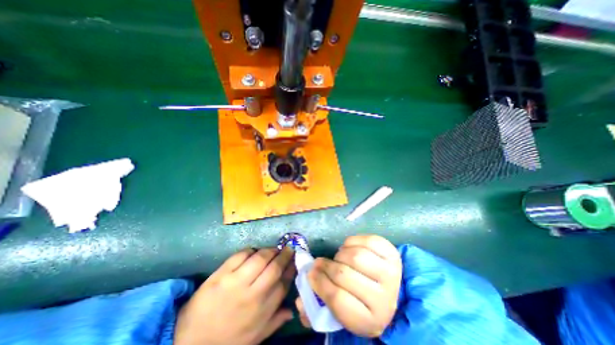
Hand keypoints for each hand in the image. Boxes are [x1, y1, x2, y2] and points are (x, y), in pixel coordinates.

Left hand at [174, 248, 296, 344]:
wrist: (189, 342)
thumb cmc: (227, 340)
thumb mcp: (255, 337)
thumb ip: (275, 321)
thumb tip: (292, 309)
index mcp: (262, 310)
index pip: (284, 283)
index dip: (291, 268)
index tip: (295, 260)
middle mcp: (252, 294)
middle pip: (274, 267)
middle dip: (284, 254)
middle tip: (288, 248)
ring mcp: (236, 282)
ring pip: (260, 258)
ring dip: (270, 250)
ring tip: (273, 249)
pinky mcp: (221, 274)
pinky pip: (241, 255)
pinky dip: (251, 250)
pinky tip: (254, 252)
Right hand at [297, 234, 403, 335]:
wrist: (387, 288)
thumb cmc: (359, 299)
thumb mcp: (341, 311)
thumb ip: (318, 306)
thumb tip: (299, 300)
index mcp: (369, 320)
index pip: (337, 300)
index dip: (319, 283)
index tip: (311, 273)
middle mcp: (384, 299)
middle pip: (344, 274)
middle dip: (326, 266)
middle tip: (320, 262)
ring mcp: (391, 274)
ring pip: (356, 256)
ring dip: (341, 253)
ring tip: (338, 257)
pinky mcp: (393, 254)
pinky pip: (368, 241)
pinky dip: (353, 241)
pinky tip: (350, 248)